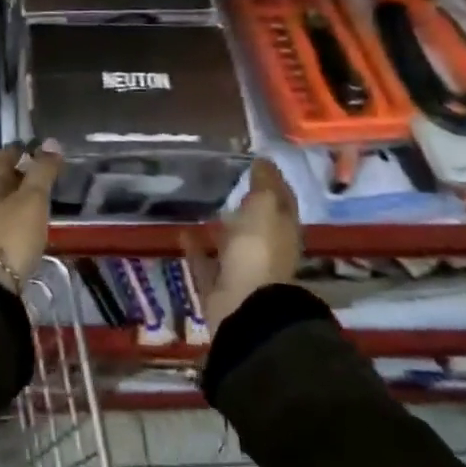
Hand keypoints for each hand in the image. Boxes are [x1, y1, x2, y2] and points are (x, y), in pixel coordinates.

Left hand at [0, 141, 62, 290]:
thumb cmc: (11, 235)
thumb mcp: (32, 199)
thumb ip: (42, 171)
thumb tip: (51, 142)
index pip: (1, 157)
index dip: (18, 148)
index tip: (37, 145)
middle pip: (1, 178)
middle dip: (21, 170)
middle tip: (46, 167)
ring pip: (4, 200)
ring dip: (22, 193)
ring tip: (44, 192)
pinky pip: (7, 219)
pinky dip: (21, 212)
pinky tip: (34, 220)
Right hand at [187, 159, 302, 330]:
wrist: (243, 306)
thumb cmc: (258, 249)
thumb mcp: (265, 206)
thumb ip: (264, 183)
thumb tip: (264, 160)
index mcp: (283, 231)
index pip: (282, 200)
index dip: (272, 181)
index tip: (255, 160)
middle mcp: (266, 249)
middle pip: (257, 222)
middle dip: (245, 204)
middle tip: (224, 179)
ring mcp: (242, 268)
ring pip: (230, 242)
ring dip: (219, 227)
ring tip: (199, 203)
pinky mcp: (218, 284)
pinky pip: (205, 260)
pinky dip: (196, 246)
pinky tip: (182, 229)